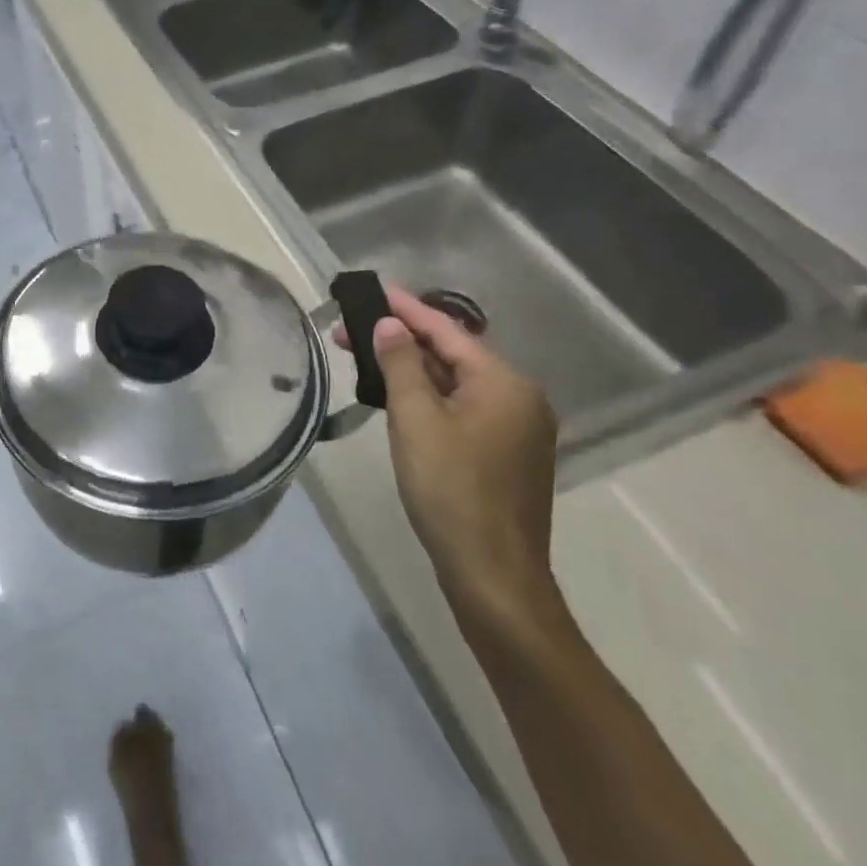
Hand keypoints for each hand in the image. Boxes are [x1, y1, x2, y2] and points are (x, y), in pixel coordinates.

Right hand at [334, 286, 560, 627]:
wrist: (493, 576)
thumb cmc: (451, 490)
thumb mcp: (415, 420)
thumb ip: (401, 365)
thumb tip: (390, 325)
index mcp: (504, 383)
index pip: (446, 330)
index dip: (405, 308)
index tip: (371, 289)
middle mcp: (518, 398)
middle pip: (452, 354)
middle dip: (401, 339)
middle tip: (348, 329)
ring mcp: (515, 428)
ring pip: (455, 383)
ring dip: (411, 368)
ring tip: (364, 357)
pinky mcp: (504, 453)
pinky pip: (461, 407)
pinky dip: (428, 395)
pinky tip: (396, 395)